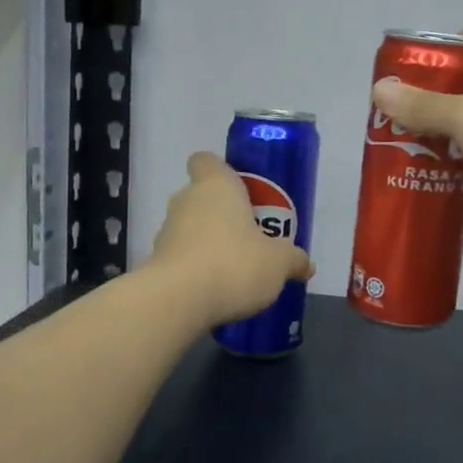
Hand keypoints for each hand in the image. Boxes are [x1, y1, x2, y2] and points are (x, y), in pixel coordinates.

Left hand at [147, 152, 314, 327]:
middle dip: (222, 213)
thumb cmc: (234, 264)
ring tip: (234, 269)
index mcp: (216, 186)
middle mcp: (186, 200)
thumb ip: (293, 259)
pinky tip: (215, 290)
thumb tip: (306, 264)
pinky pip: (180, 257)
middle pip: (201, 196)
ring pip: (189, 227)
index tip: (240, 190)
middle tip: (249, 236)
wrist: (177, 301)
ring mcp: (166, 231)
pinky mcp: (156, 262)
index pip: (206, 161)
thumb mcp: (278, 263)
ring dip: (207, 242)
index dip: (220, 171)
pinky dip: (194, 268)